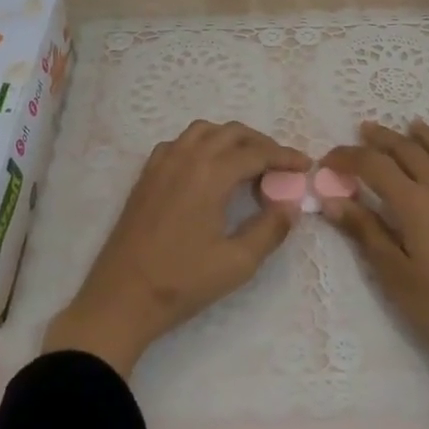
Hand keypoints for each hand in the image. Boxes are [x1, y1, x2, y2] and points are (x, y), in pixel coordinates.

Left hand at [43, 121, 309, 377]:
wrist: (122, 297)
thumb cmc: (182, 281)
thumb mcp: (237, 262)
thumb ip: (270, 229)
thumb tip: (290, 205)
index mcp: (210, 174)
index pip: (256, 153)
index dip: (285, 157)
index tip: (306, 165)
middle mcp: (186, 157)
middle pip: (231, 132)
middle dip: (261, 143)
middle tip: (281, 165)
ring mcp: (162, 163)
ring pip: (203, 131)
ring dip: (230, 138)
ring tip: (247, 161)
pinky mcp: (146, 175)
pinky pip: (179, 143)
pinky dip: (202, 145)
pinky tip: (207, 168)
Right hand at [323, 120, 428, 428]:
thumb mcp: (394, 274)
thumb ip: (365, 231)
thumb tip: (332, 199)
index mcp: (415, 204)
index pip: (375, 167)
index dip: (349, 158)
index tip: (329, 159)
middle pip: (410, 153)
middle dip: (384, 139)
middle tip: (365, 129)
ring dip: (426, 138)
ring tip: (412, 125)